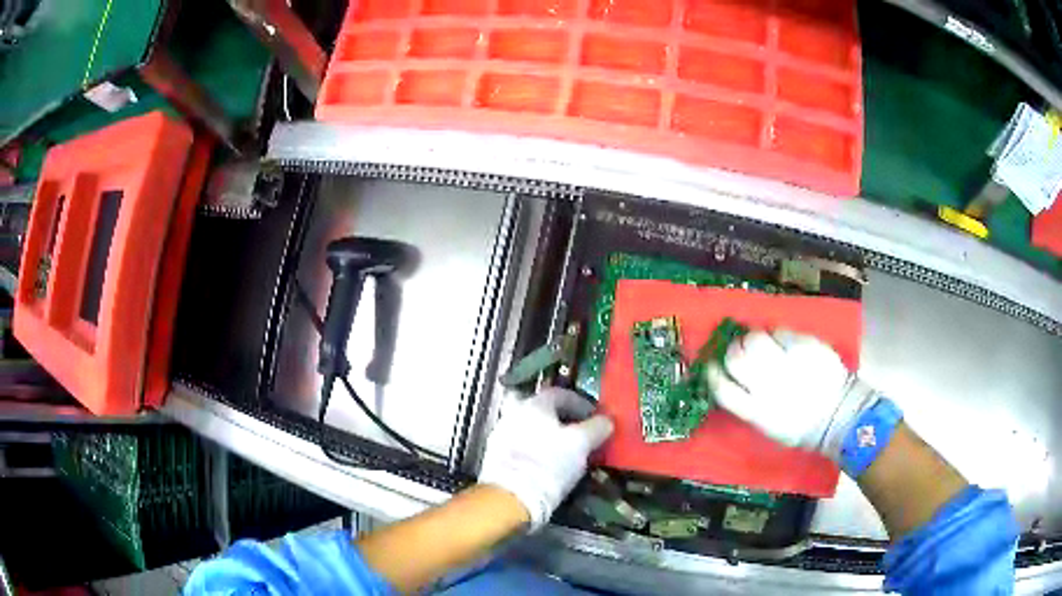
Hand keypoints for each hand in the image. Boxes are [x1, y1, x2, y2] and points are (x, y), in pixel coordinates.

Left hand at [478, 388, 613, 530]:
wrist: (510, 496)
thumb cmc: (549, 464)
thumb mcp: (581, 444)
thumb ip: (596, 428)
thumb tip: (606, 420)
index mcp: (535, 403)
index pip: (561, 393)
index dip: (581, 404)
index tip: (595, 417)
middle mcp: (514, 412)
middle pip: (544, 411)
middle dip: (564, 421)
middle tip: (582, 435)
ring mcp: (502, 434)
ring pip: (532, 428)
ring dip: (549, 436)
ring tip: (566, 453)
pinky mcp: (496, 456)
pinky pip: (522, 445)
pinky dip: (537, 450)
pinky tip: (547, 465)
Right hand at [706, 329, 877, 459]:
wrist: (837, 415)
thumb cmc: (800, 426)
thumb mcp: (767, 426)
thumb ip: (748, 404)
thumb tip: (731, 380)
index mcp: (756, 411)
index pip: (723, 388)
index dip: (713, 373)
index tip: (712, 366)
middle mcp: (769, 387)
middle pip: (736, 359)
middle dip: (733, 351)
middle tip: (738, 349)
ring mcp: (788, 364)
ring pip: (756, 340)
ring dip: (752, 338)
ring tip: (760, 341)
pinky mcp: (805, 346)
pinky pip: (782, 332)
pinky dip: (778, 335)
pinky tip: (783, 342)